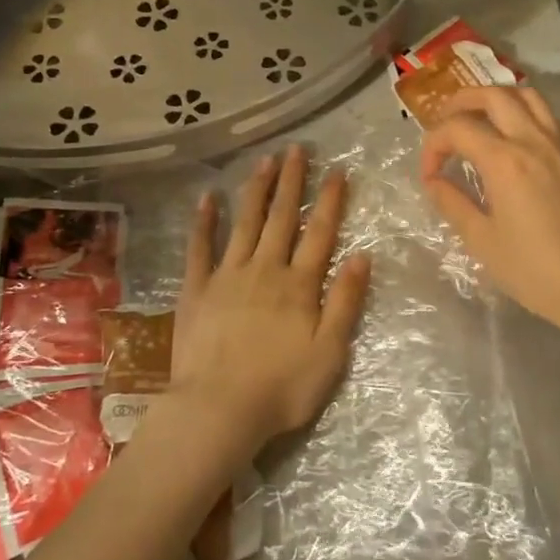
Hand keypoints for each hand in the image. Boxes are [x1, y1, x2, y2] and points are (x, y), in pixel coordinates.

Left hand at [168, 144, 370, 453]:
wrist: (218, 410)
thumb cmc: (281, 388)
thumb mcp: (330, 353)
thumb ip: (346, 302)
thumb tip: (362, 256)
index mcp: (299, 284)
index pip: (319, 232)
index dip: (329, 200)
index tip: (336, 170)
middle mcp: (264, 269)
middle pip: (280, 217)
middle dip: (290, 181)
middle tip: (295, 149)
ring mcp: (227, 275)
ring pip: (244, 222)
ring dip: (256, 189)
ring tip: (264, 161)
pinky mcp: (197, 289)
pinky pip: (200, 247)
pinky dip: (204, 221)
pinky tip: (207, 198)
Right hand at [420, 87, 559, 335]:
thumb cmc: (532, 269)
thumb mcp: (481, 239)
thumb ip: (452, 202)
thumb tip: (434, 181)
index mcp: (505, 161)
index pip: (458, 129)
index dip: (433, 145)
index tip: (429, 174)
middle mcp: (533, 141)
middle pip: (493, 96)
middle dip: (461, 102)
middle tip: (444, 121)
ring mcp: (559, 146)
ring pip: (527, 96)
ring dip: (496, 99)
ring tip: (478, 118)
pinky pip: (546, 117)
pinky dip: (522, 113)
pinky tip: (511, 139)